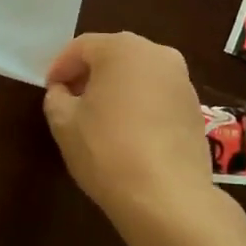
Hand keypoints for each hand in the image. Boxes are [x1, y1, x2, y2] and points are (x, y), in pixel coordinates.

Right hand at [43, 32, 214, 226]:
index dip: (60, 67)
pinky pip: (158, 96)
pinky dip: (140, 105)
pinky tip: (128, 134)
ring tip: (100, 119)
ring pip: (139, 75)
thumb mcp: (63, 123)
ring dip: (117, 89)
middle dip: (89, 74)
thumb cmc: (107, 150)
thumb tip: (63, 92)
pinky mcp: (195, 109)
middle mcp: (158, 54)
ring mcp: (182, 81)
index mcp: (123, 48)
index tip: (50, 90)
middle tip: (71, 101)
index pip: (81, 47)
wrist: (168, 198)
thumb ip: (57, 97)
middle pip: (114, 56)